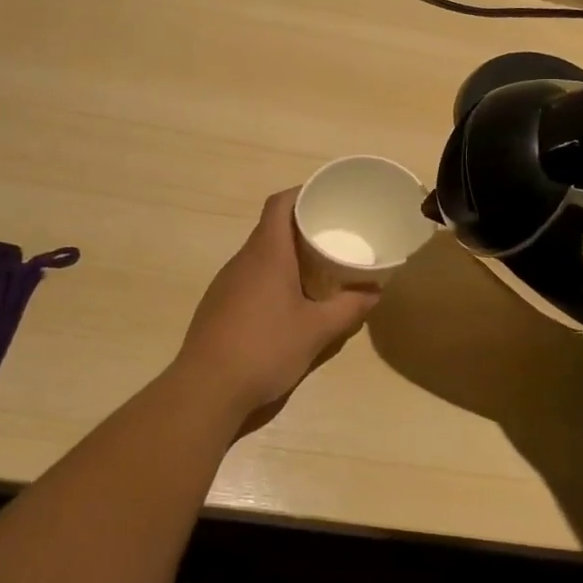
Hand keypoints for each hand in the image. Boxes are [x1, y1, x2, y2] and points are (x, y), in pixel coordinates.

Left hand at [172, 189, 379, 418]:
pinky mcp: (218, 305)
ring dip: (286, 255)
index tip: (327, 197)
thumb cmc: (265, 348)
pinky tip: (288, 302)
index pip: (279, 204)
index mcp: (267, 254)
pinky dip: (272, 277)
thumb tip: (375, 292)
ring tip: (317, 268)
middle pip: (271, 227)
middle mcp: (243, 260)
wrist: (206, 389)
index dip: (302, 193)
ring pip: (260, 255)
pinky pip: (249, 277)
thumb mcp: (317, 331)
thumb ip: (349, 309)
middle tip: (333, 236)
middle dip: (302, 227)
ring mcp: (226, 283)